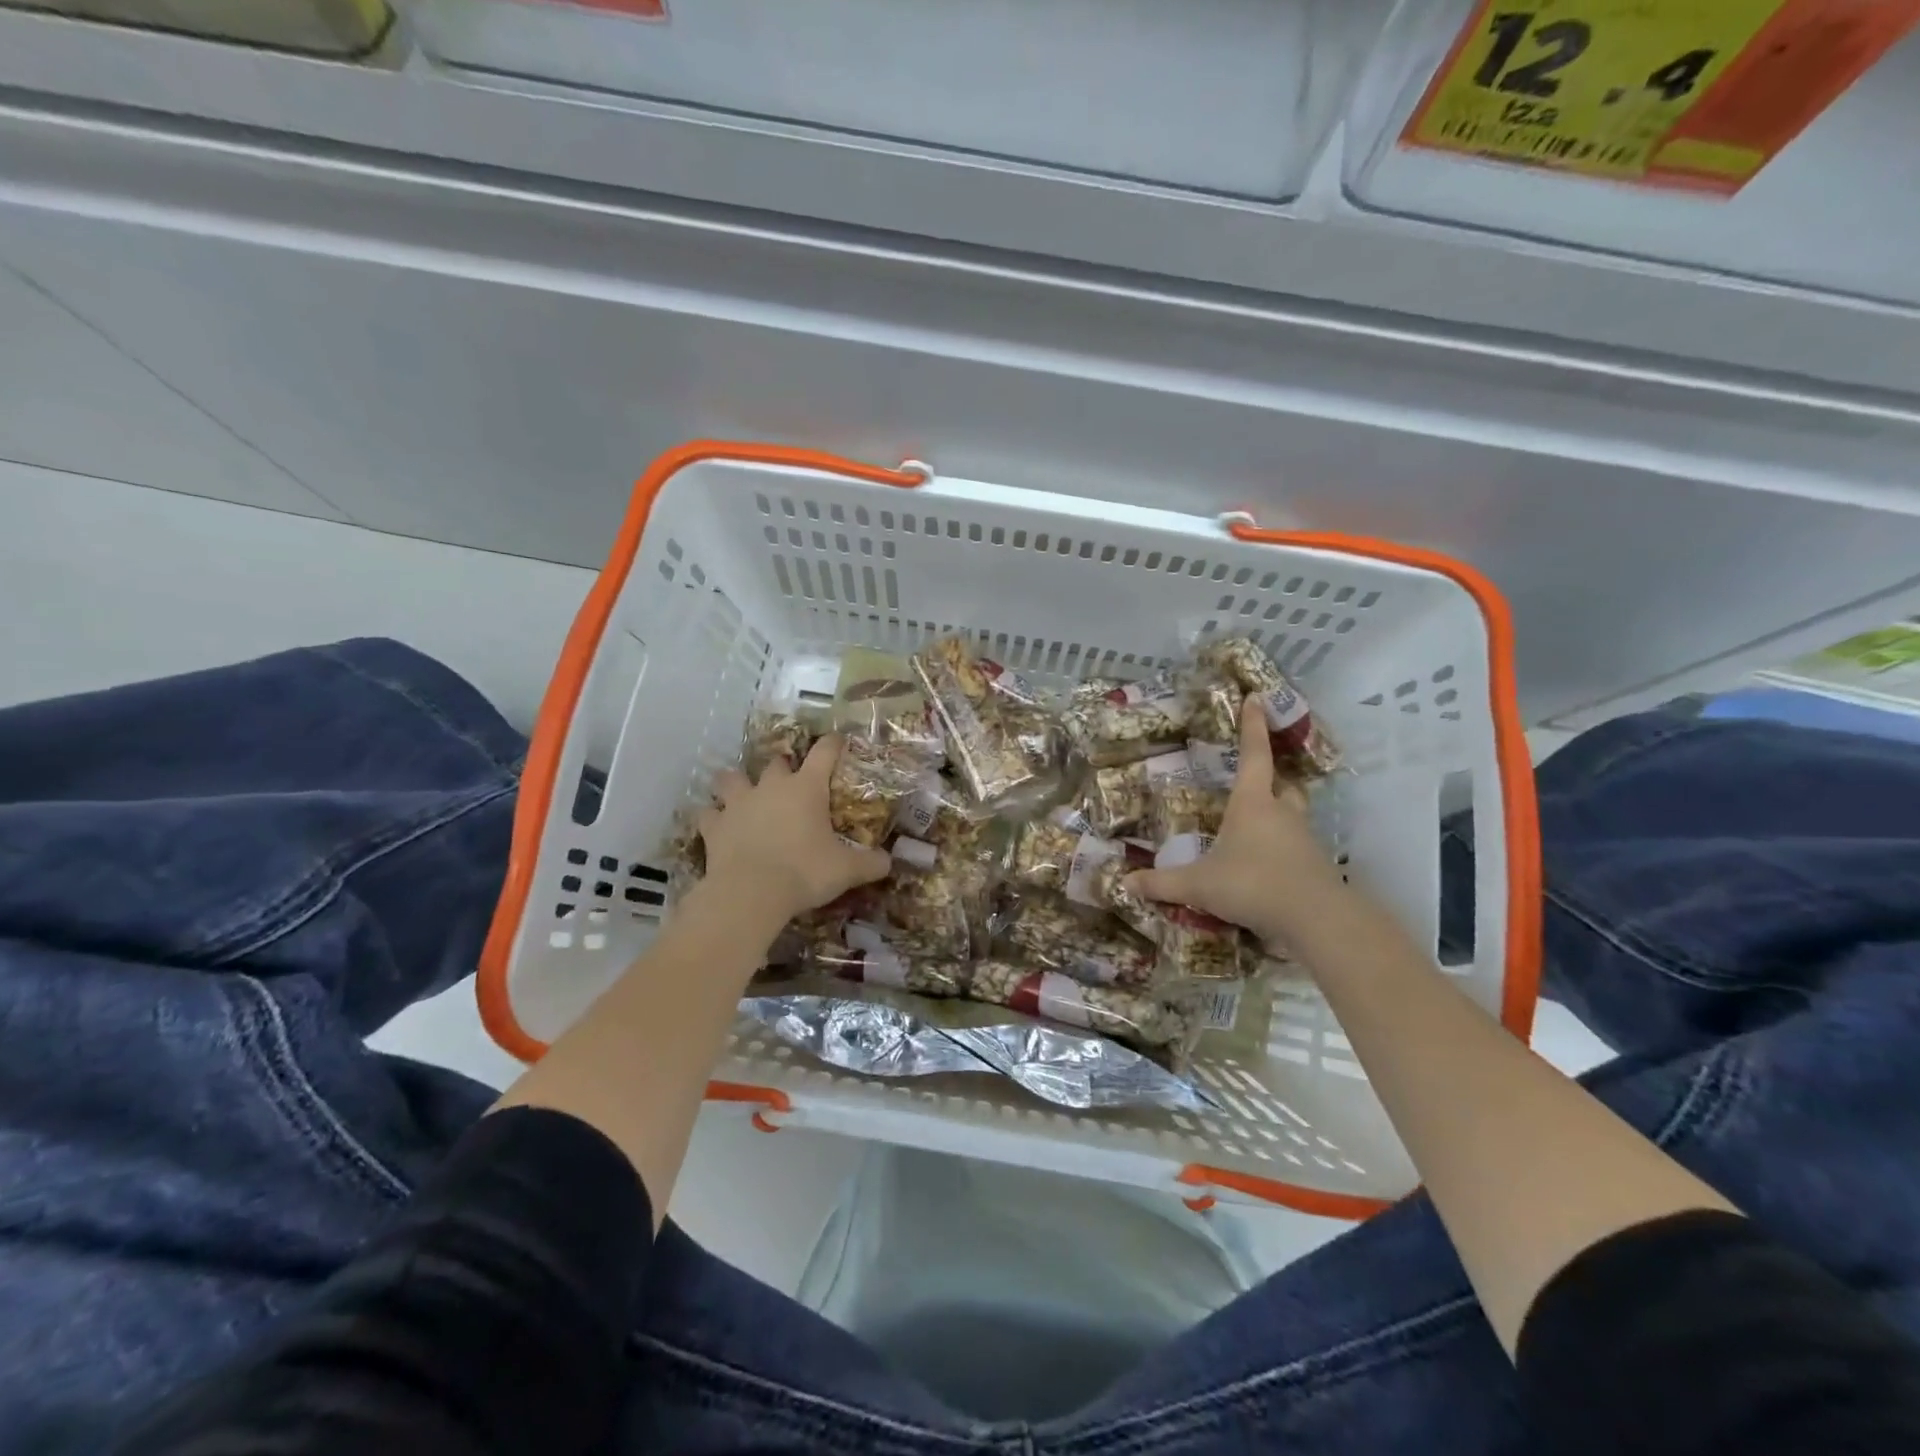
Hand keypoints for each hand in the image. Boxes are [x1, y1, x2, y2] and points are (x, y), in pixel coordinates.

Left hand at [697, 735, 892, 929]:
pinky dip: (713, 816)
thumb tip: (890, 862)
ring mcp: (738, 804)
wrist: (751, 894)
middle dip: (783, 767)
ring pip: (731, 778)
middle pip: (776, 761)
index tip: (838, 740)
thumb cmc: (804, 873)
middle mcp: (771, 786)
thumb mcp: (847, 871)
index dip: (833, 744)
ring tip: (743, 793)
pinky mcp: (714, 826)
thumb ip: (871, 863)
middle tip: (791, 782)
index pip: (824, 752)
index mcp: (806, 788)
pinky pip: (709, 813)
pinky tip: (718, 824)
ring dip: (737, 782)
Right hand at [1125, 700, 1342, 949]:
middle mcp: (1281, 813)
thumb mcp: (1198, 885)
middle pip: (1284, 785)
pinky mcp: (1316, 866)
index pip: (1254, 755)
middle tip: (1260, 779)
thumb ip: (1162, 883)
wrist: (1315, 919)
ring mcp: (1303, 839)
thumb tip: (1124, 883)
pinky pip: (1297, 848)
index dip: (1253, 726)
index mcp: (1252, 804)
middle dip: (1274, 778)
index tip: (1257, 698)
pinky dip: (1283, 850)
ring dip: (1279, 815)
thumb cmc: (1252, 884)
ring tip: (1257, 828)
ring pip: (1294, 816)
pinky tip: (1267, 867)